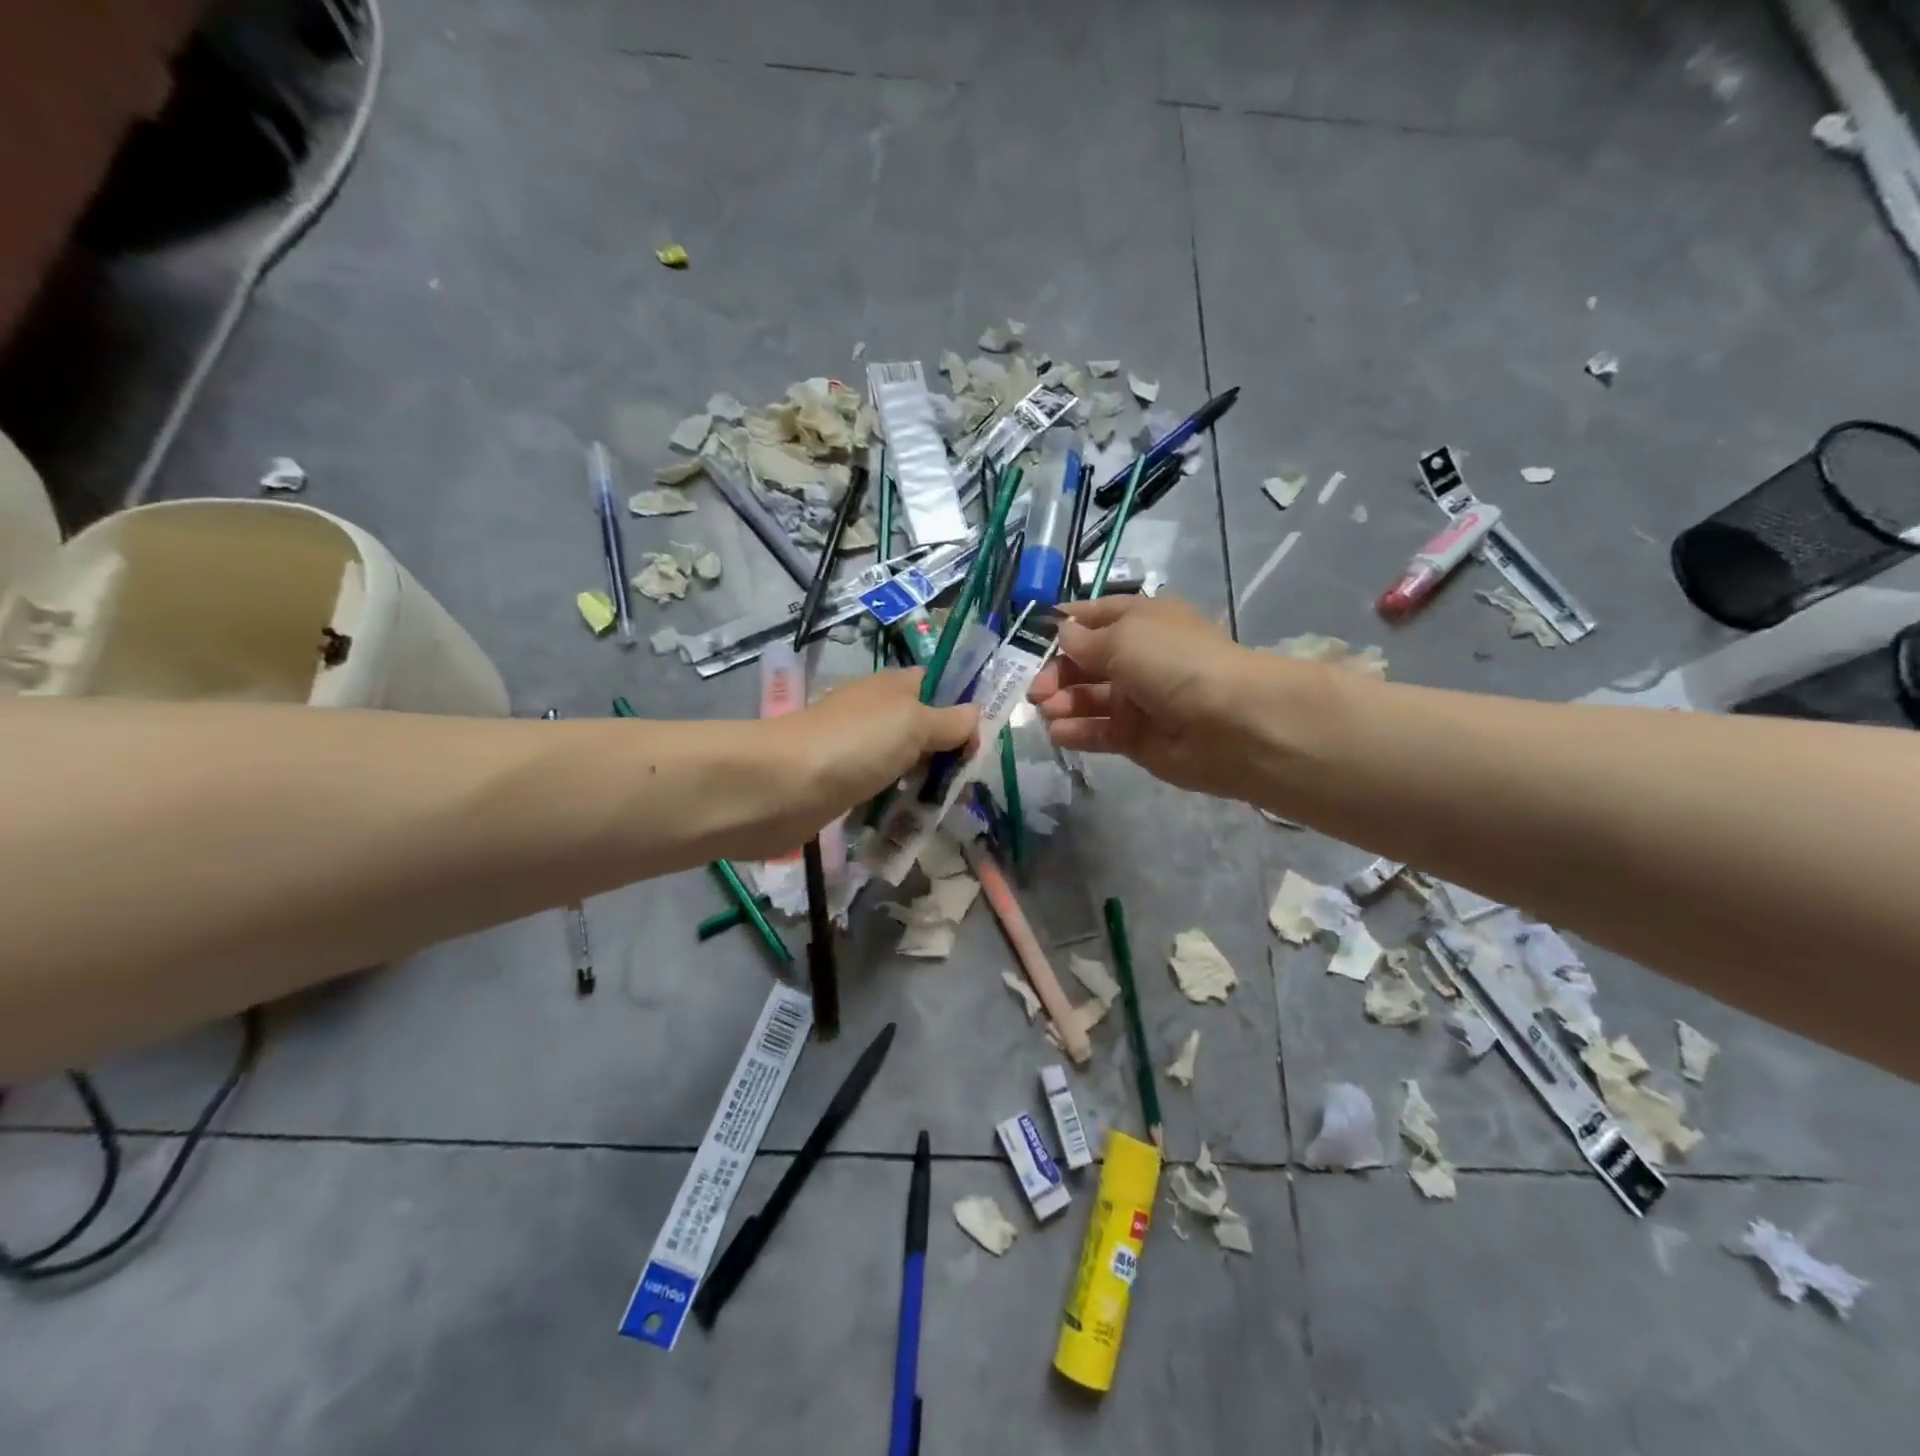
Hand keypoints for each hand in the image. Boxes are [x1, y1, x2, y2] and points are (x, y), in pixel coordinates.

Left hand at [773, 669, 976, 841]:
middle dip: (946, 755)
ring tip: (940, 809)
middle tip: (963, 783)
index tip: (981, 739)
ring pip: (903, 765)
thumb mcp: (914, 723)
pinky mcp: (841, 786)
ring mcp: (856, 751)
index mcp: (893, 687)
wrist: (783, 786)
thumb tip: (975, 713)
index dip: (962, 706)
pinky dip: (894, 805)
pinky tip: (908, 823)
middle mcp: (875, 714)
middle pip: (923, 730)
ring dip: (921, 785)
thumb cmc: (857, 744)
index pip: (936, 685)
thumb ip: (949, 721)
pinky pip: (880, 793)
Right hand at [1027, 595, 1257, 796]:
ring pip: (1087, 699)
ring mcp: (1138, 700)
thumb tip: (1062, 634)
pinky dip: (1077, 731)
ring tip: (1048, 712)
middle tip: (1038, 692)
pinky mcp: (1137, 738)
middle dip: (1056, 673)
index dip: (1063, 626)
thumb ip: (1084, 640)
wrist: (1232, 723)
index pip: (1093, 617)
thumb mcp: (1123, 637)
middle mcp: (1139, 657)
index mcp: (1141, 620)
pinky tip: (1059, 733)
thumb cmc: (1174, 663)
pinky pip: (1099, 732)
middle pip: (1084, 662)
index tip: (1032, 640)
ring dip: (1062, 703)